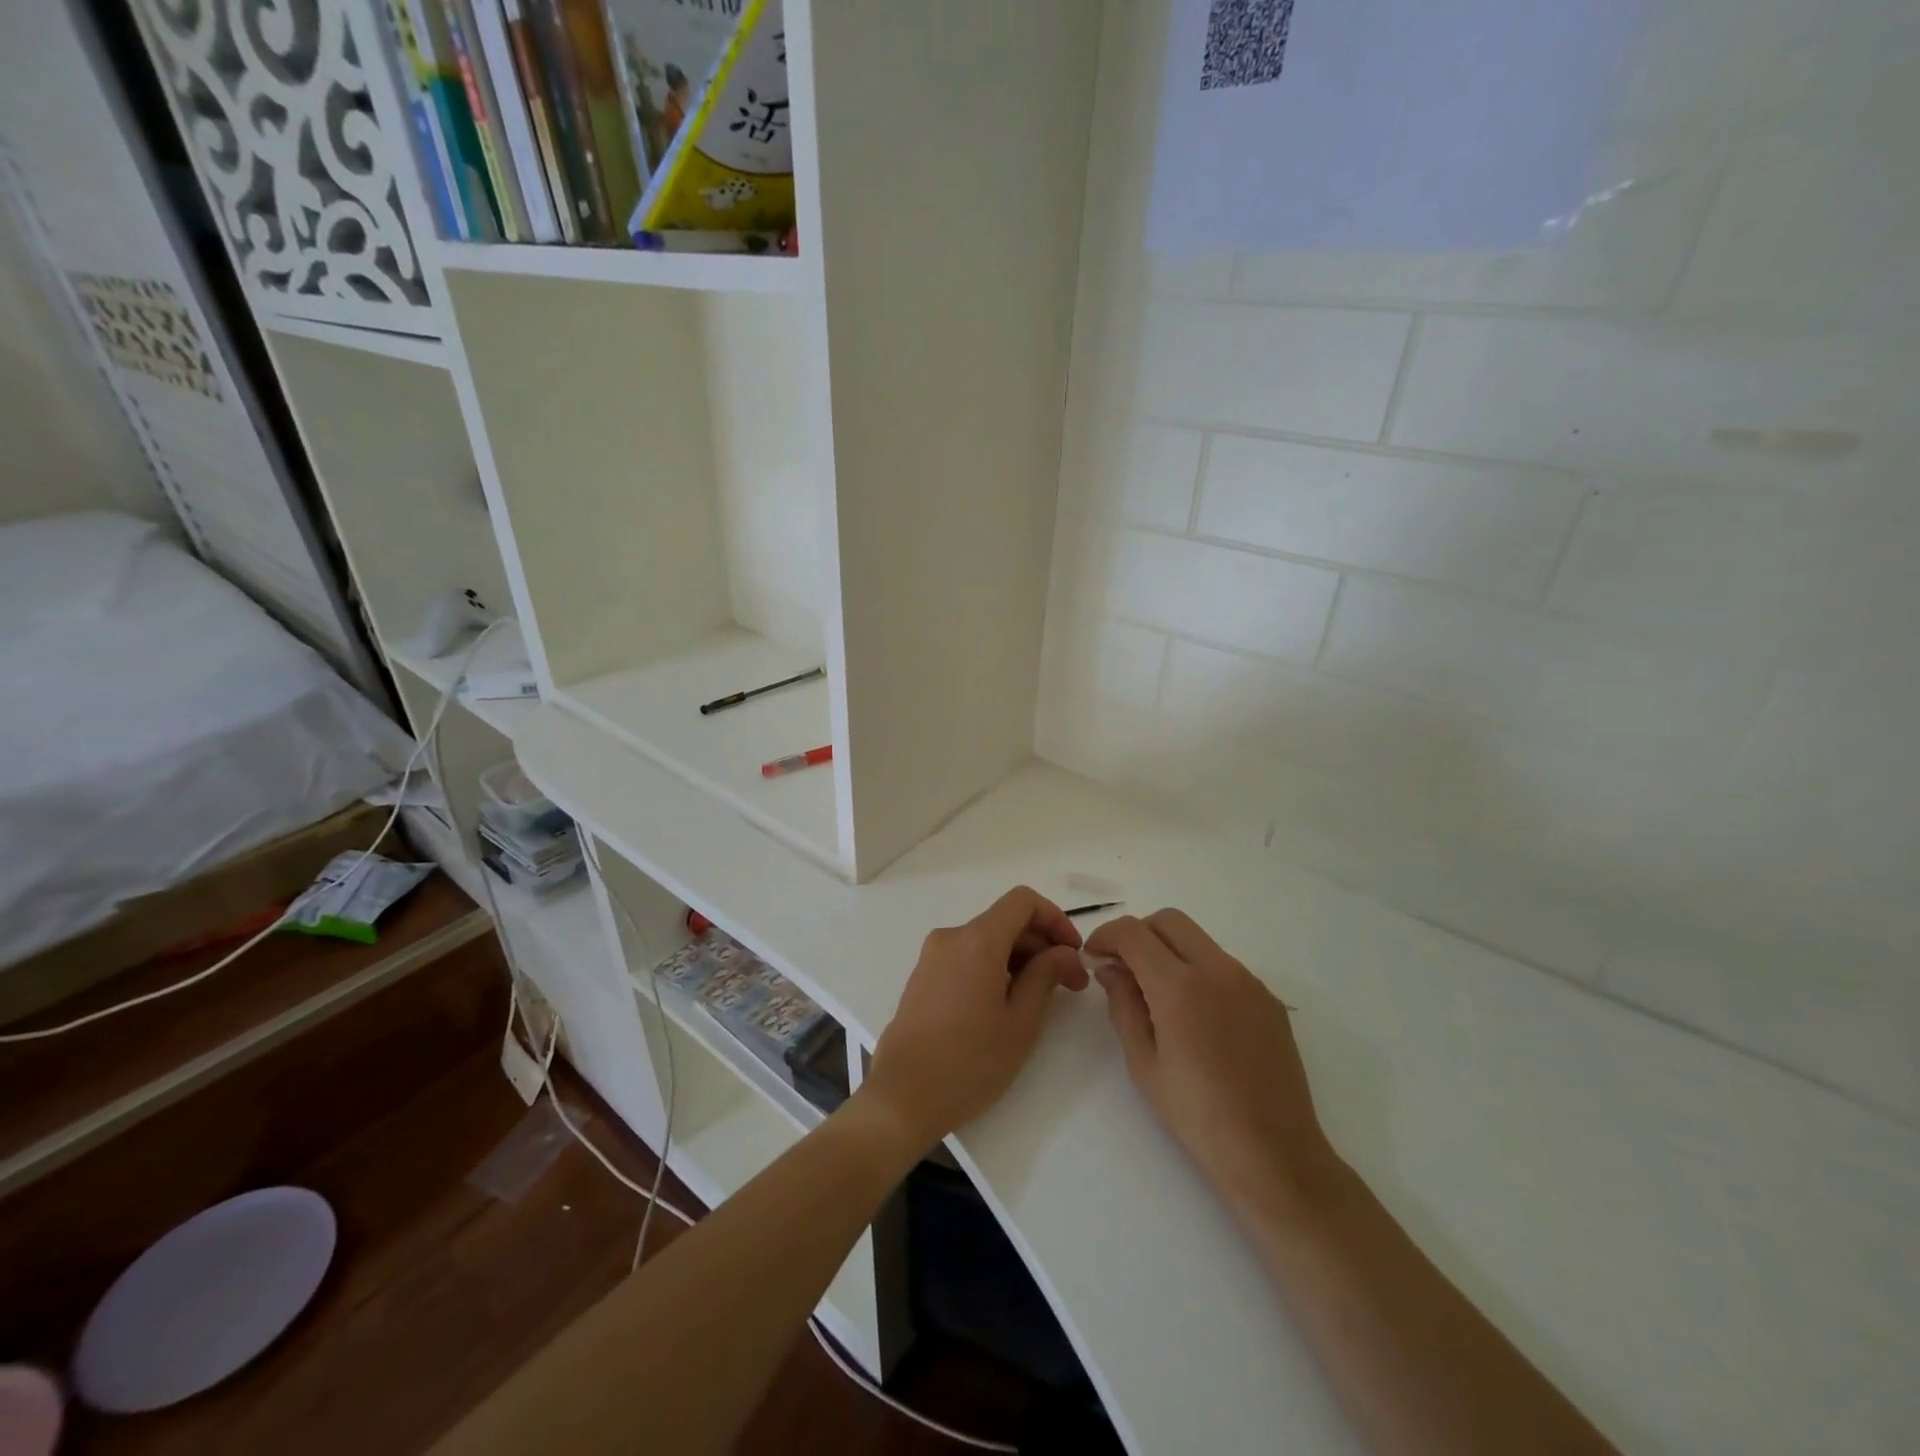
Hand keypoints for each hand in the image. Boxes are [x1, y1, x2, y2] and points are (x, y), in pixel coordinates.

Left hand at [860, 887, 1087, 1154]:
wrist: (902, 1097)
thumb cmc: (969, 1062)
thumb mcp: (1020, 1023)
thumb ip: (1045, 976)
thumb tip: (1064, 953)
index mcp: (977, 941)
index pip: (1023, 902)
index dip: (1055, 919)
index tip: (1074, 953)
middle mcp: (952, 937)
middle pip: (1006, 921)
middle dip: (1042, 945)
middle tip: (1071, 985)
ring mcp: (933, 955)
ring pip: (987, 940)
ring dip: (1020, 958)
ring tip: (1040, 999)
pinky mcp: (923, 975)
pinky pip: (967, 956)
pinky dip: (994, 967)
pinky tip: (1005, 1004)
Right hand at [1086, 910, 1340, 1217]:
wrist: (1274, 1153)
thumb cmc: (1197, 1114)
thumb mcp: (1143, 1063)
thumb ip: (1123, 1005)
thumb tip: (1111, 969)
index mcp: (1180, 985)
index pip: (1133, 932)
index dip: (1106, 936)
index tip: (1095, 957)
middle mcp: (1217, 969)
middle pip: (1169, 921)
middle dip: (1139, 934)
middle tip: (1123, 968)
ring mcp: (1249, 981)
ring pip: (1199, 941)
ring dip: (1170, 951)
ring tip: (1158, 995)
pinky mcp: (1269, 999)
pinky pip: (1224, 966)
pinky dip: (1199, 971)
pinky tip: (1196, 1016)